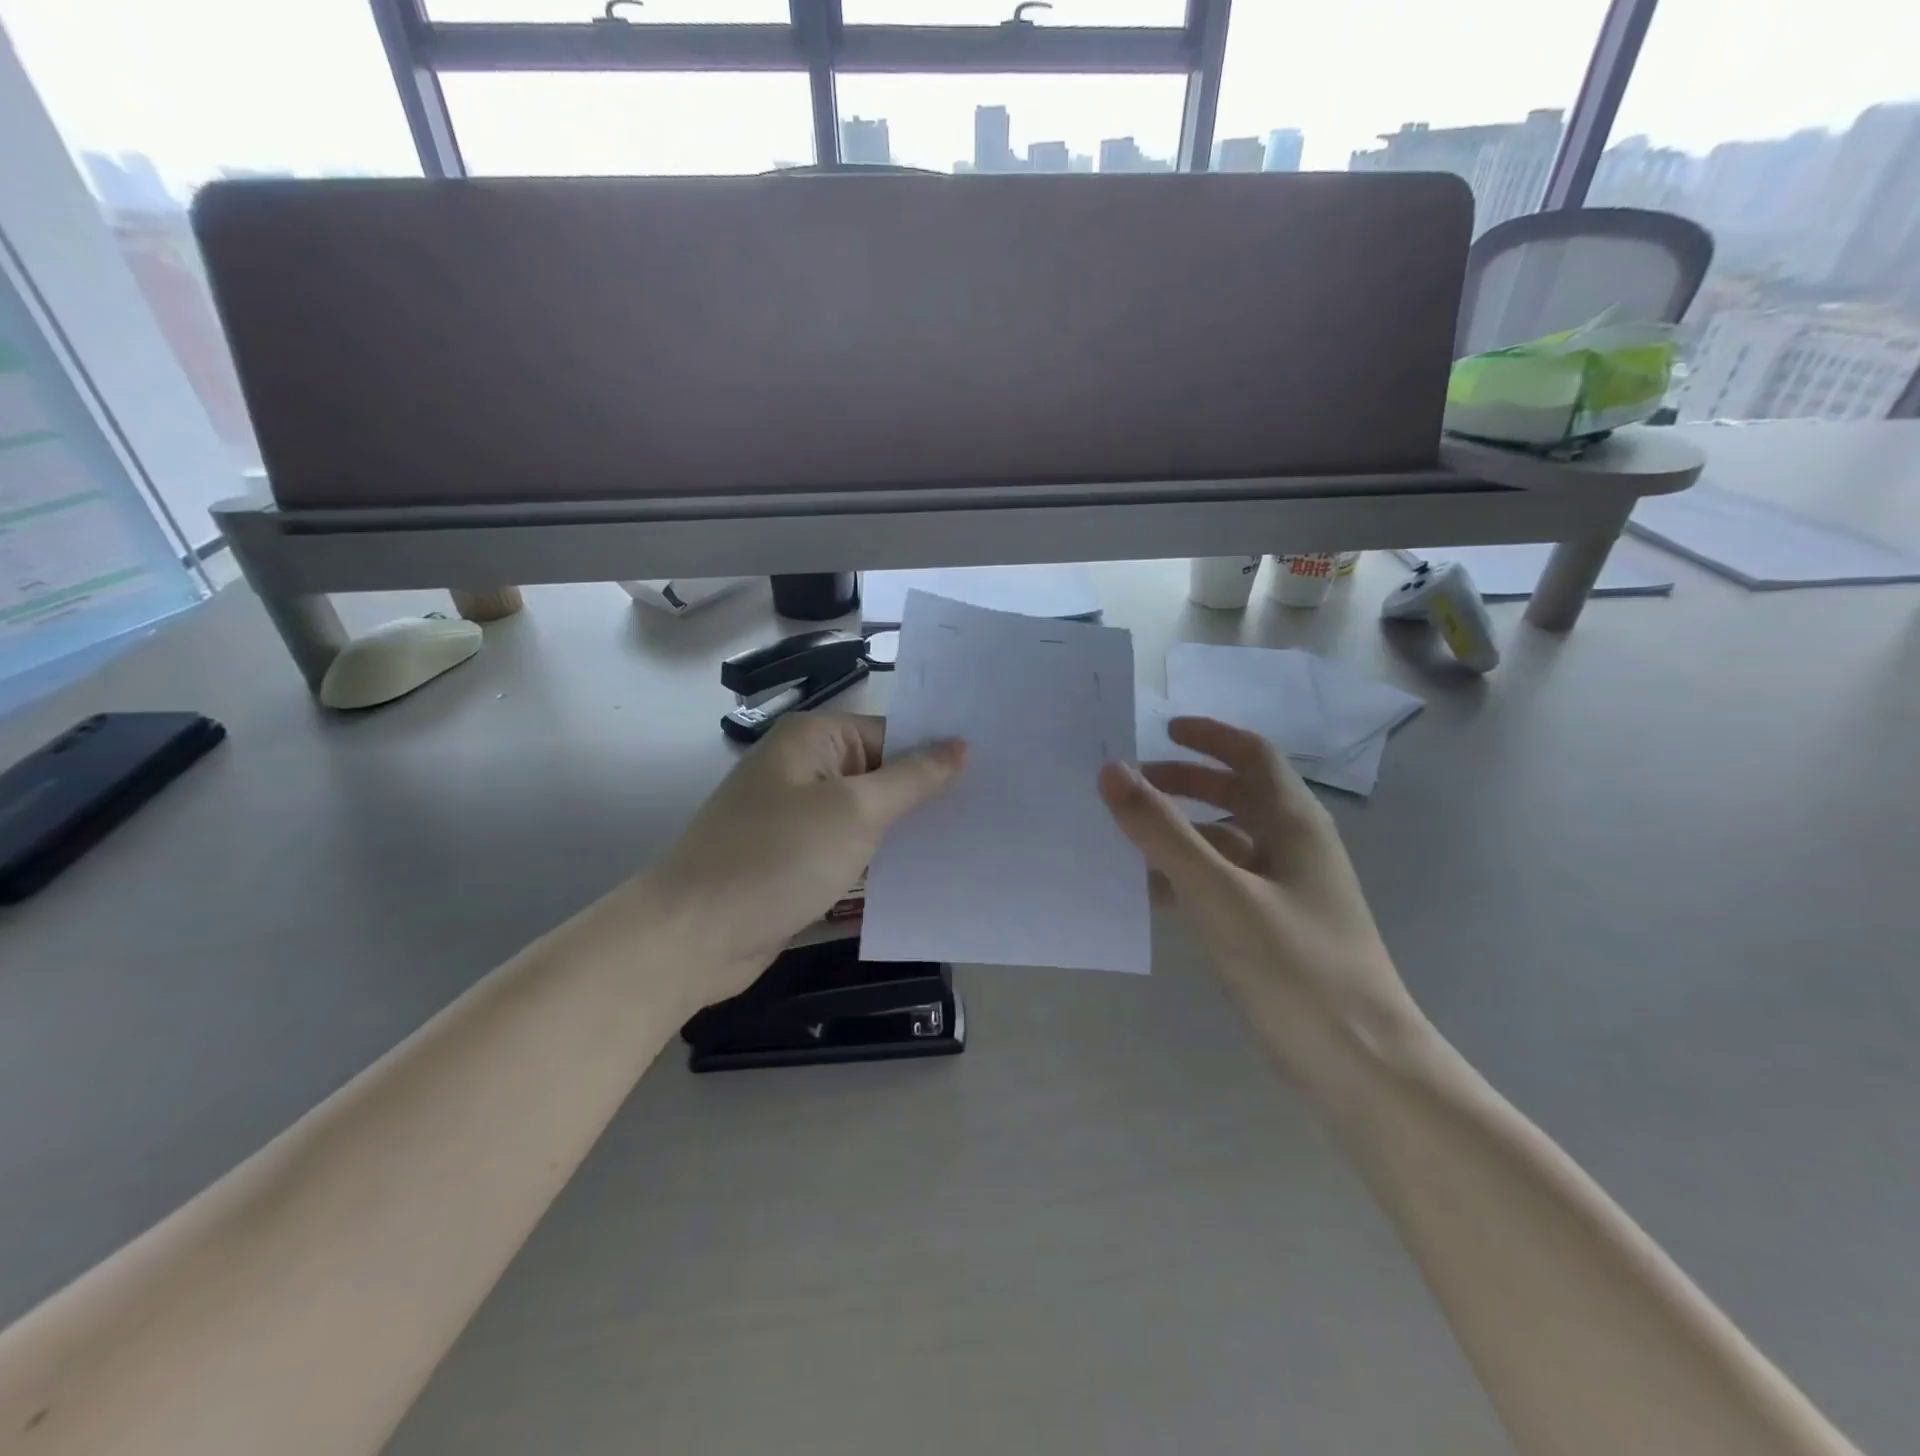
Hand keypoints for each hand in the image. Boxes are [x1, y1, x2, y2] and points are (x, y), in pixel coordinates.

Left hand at [644, 712, 965, 1010]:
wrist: (693, 937)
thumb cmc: (776, 858)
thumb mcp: (854, 812)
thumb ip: (911, 779)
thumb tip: (960, 745)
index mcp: (813, 740)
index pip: (891, 734)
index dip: (937, 754)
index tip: (992, 774)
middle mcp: (805, 771)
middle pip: (881, 776)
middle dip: (927, 797)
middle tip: (994, 811)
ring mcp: (798, 820)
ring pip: (868, 819)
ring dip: (907, 834)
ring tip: (971, 845)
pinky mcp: (796, 863)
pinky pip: (850, 853)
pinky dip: (880, 864)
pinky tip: (926, 878)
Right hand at [1099, 716, 1421, 1081]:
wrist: (1361, 1066)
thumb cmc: (1294, 966)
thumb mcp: (1218, 892)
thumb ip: (1162, 831)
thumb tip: (1113, 771)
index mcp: (1294, 824)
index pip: (1253, 755)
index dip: (1210, 736)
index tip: (1162, 731)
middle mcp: (1295, 849)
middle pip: (1239, 794)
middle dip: (1187, 783)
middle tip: (1136, 785)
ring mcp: (1289, 893)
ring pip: (1229, 843)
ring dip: (1183, 832)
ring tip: (1130, 839)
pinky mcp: (1278, 931)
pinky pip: (1226, 885)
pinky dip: (1190, 877)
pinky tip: (1153, 896)